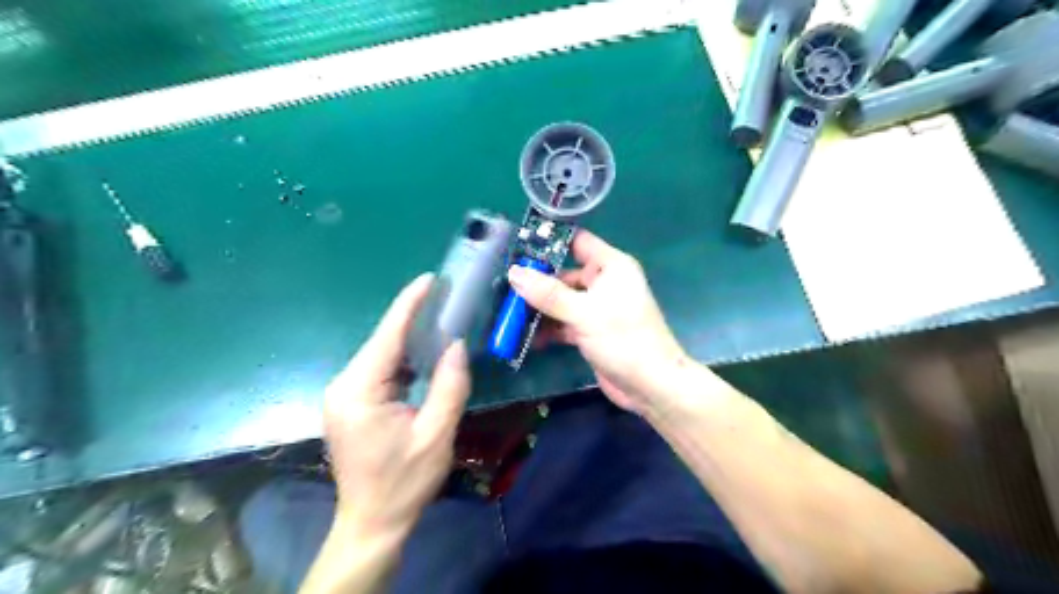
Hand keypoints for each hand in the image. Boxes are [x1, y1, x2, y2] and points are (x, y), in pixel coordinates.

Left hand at [322, 273, 471, 542]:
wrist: (371, 522)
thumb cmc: (404, 482)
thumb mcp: (436, 434)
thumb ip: (449, 385)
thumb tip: (457, 344)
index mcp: (360, 390)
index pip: (388, 336)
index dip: (409, 304)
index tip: (430, 279)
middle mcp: (344, 385)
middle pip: (382, 342)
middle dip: (412, 318)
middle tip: (446, 298)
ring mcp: (344, 394)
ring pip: (381, 355)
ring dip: (409, 338)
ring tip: (441, 319)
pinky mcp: (351, 403)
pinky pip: (380, 370)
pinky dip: (403, 358)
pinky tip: (424, 353)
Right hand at [511, 230, 691, 414]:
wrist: (650, 386)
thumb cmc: (624, 340)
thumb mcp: (584, 313)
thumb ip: (548, 294)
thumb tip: (514, 272)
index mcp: (611, 267)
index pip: (577, 242)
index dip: (550, 241)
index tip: (517, 246)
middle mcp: (604, 282)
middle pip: (563, 274)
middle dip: (536, 281)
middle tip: (503, 286)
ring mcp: (597, 308)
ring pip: (561, 300)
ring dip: (539, 308)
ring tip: (508, 313)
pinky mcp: (590, 330)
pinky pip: (564, 321)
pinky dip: (548, 328)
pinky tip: (525, 337)